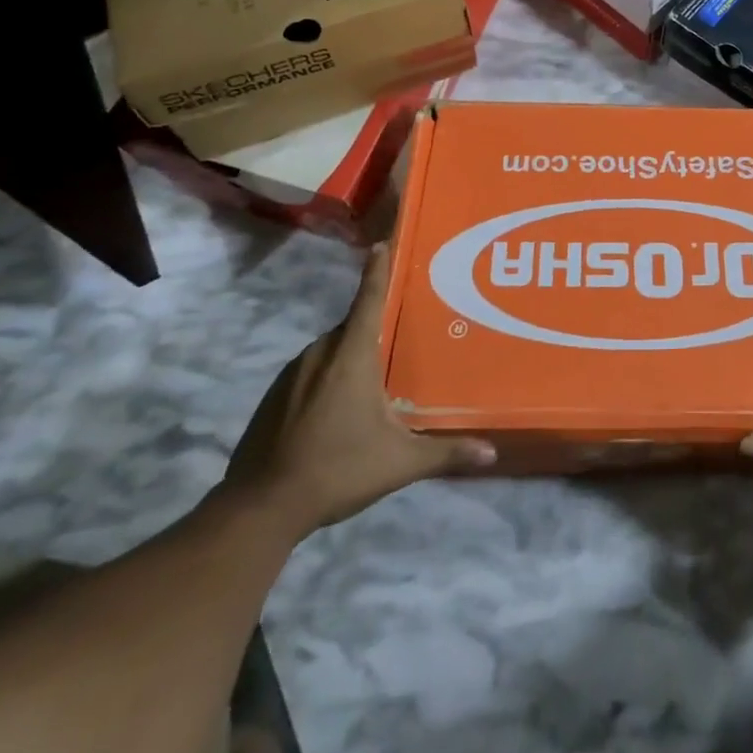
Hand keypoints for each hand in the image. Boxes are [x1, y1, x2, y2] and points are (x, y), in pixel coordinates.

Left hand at [224, 244, 494, 539]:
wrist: (260, 508)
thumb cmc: (337, 469)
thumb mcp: (399, 462)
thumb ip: (446, 452)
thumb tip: (492, 452)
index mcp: (351, 354)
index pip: (369, 299)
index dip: (378, 269)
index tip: (381, 243)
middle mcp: (320, 353)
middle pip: (352, 327)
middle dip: (373, 329)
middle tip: (398, 339)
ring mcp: (291, 374)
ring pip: (330, 352)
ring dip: (349, 359)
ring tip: (370, 382)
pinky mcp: (272, 397)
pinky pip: (309, 374)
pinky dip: (325, 381)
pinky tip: (335, 413)